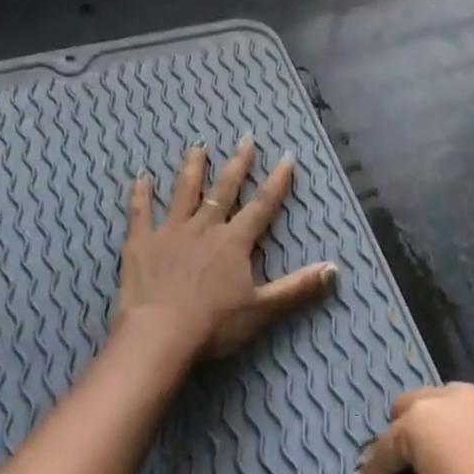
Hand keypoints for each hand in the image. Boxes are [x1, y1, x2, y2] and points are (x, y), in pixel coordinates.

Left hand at [115, 139, 337, 361]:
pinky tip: (141, 178)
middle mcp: (204, 228)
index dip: (277, 182)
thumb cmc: (214, 324)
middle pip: (223, 191)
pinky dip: (140, 195)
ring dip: (192, 168)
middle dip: (237, 165)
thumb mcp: (262, 308)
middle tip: (244, 140)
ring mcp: (170, 231)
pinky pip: (140, 212)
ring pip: (183, 192)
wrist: (160, 333)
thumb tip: (334, 268)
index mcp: (234, 242)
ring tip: (198, 146)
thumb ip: (297, 287)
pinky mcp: (141, 243)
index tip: (287, 158)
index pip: (262, 206)